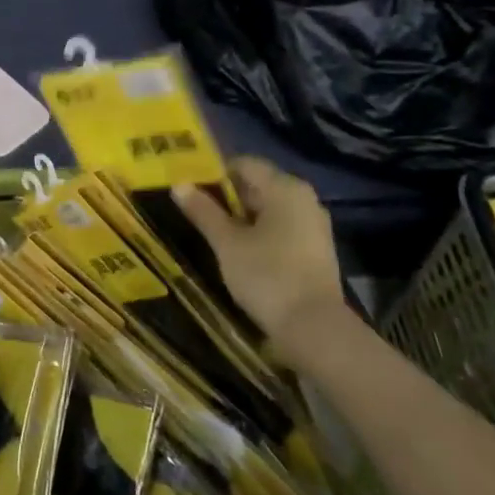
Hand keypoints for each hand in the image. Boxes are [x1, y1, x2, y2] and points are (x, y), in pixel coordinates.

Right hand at [173, 156, 346, 342]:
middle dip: (226, 197)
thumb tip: (179, 185)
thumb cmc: (268, 276)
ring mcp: (313, 225)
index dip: (214, 173)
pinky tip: (239, 252)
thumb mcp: (227, 243)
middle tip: (195, 212)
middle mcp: (304, 199)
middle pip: (257, 185)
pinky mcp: (315, 250)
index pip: (244, 164)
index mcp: (285, 188)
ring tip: (212, 233)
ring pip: (268, 209)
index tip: (190, 189)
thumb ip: (203, 211)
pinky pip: (281, 228)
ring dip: (241, 218)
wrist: (315, 329)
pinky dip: (258, 233)